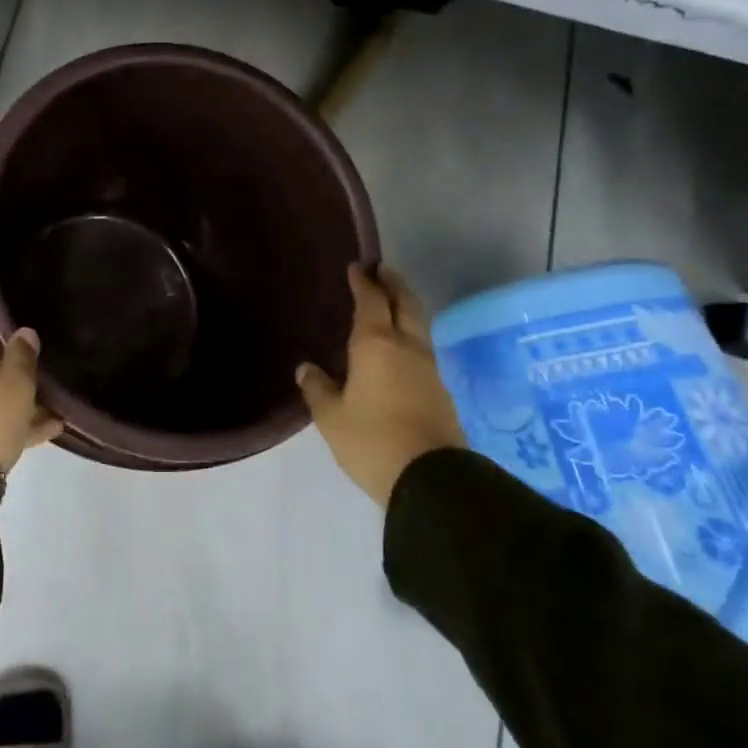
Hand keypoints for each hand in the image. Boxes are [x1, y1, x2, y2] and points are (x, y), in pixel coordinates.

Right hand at [297, 265, 465, 506]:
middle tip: (382, 271)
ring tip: (391, 304)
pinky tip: (400, 347)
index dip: (363, 282)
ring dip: (406, 308)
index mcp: (376, 345)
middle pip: (406, 304)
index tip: (357, 267)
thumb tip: (307, 368)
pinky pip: (422, 349)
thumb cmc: (371, 441)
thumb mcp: (331, 417)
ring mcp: (429, 369)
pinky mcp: (441, 391)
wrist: (431, 480)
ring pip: (419, 326)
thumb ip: (318, 389)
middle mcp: (407, 347)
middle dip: (394, 284)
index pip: (371, 301)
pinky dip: (410, 335)